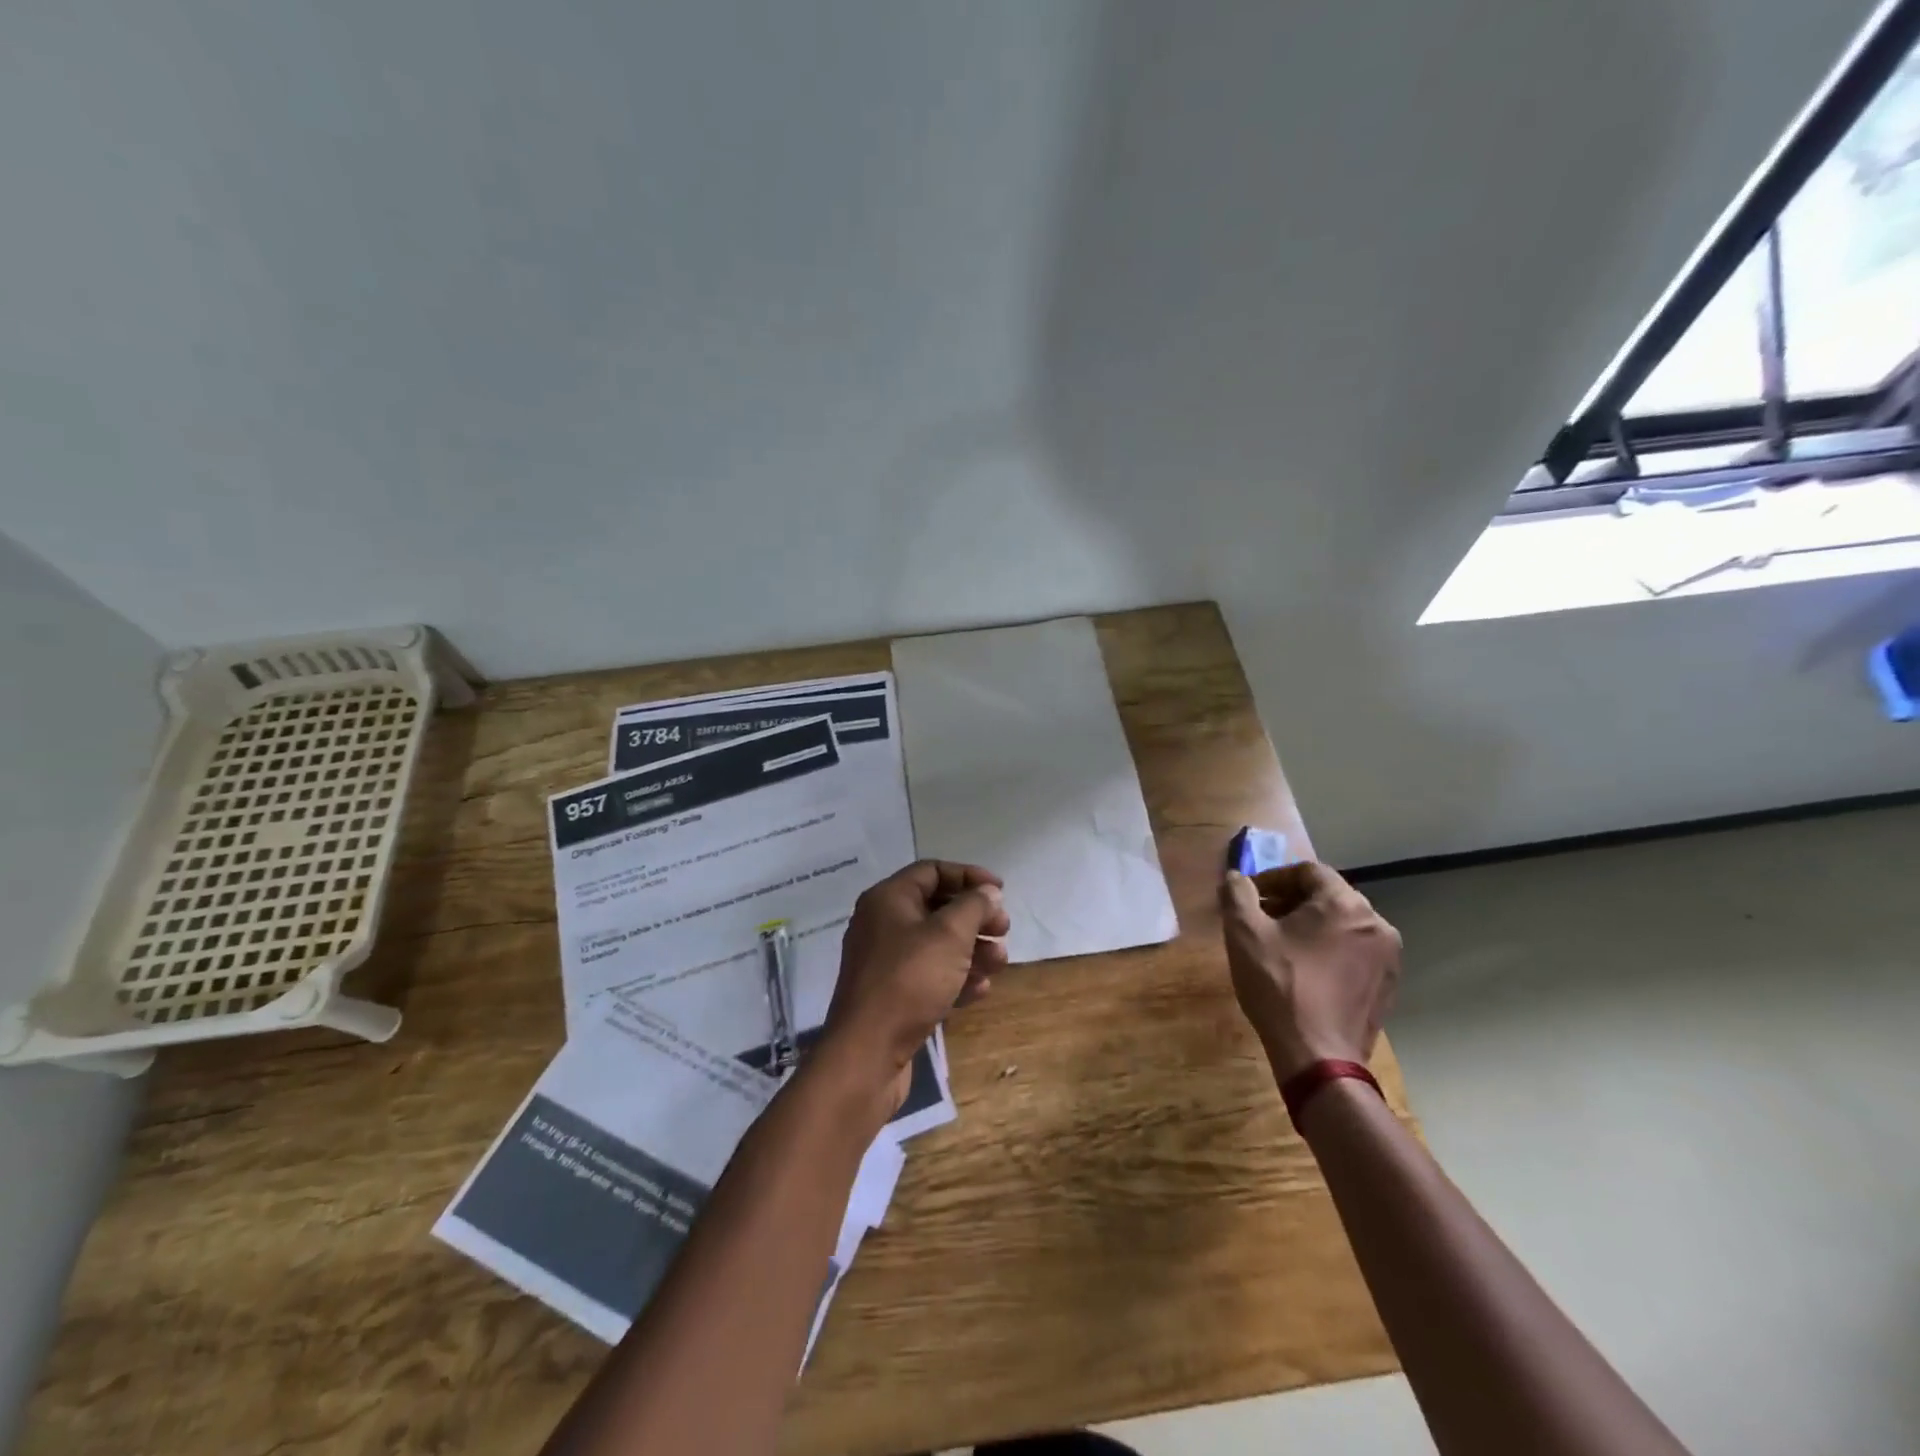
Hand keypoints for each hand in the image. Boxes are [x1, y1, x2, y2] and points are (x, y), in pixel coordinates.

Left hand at [818, 860, 1009, 1105]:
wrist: (867, 1053)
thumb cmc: (910, 980)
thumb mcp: (949, 934)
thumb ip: (974, 906)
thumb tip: (988, 893)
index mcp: (888, 899)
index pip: (932, 871)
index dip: (969, 876)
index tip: (1000, 892)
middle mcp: (882, 924)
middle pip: (937, 908)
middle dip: (975, 918)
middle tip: (1004, 930)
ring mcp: (885, 962)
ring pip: (937, 945)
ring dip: (972, 950)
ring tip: (1000, 963)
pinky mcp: (892, 995)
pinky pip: (930, 975)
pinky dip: (956, 978)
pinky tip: (980, 991)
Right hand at [1219, 861, 1400, 1082]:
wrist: (1318, 1057)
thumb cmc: (1279, 986)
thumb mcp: (1244, 933)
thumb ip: (1237, 894)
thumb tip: (1237, 878)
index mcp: (1345, 904)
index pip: (1308, 871)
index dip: (1273, 878)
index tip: (1250, 897)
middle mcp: (1376, 924)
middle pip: (1327, 897)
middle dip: (1290, 902)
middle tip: (1260, 920)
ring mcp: (1388, 958)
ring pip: (1342, 926)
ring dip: (1310, 927)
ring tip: (1280, 947)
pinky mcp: (1388, 986)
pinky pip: (1354, 953)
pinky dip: (1329, 952)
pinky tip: (1305, 973)